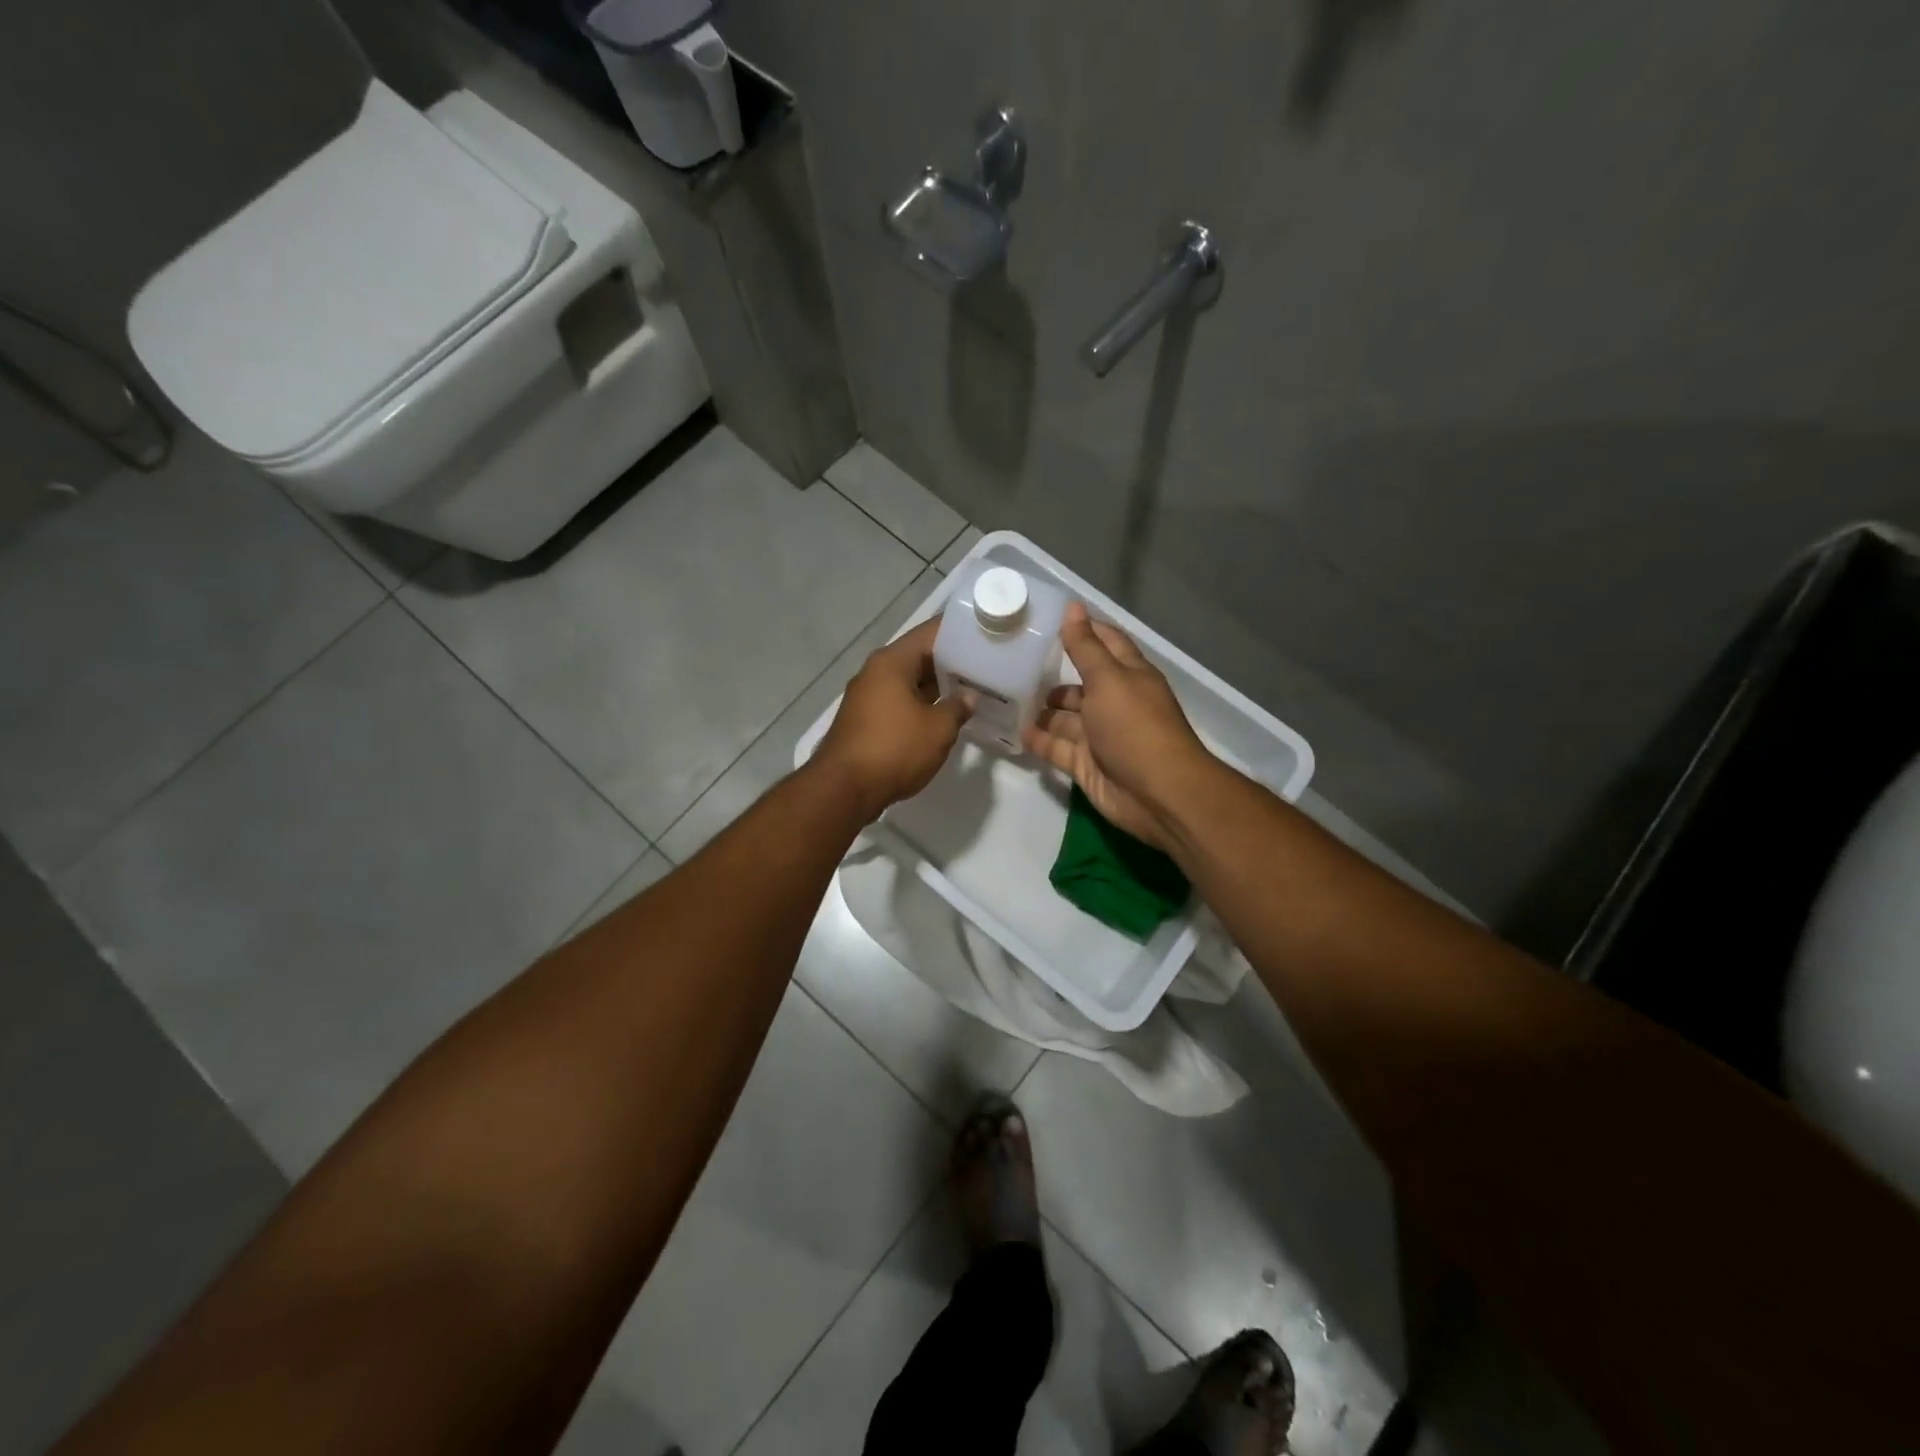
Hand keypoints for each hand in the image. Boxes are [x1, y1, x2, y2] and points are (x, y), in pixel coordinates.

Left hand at [813, 618, 970, 819]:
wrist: (844, 789)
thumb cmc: (894, 749)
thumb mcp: (938, 729)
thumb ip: (958, 708)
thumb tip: (968, 697)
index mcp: (892, 661)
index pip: (931, 632)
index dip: (960, 632)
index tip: (986, 634)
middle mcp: (876, 672)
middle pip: (919, 656)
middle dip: (952, 662)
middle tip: (987, 666)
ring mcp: (868, 696)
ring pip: (910, 681)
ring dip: (938, 686)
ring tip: (973, 690)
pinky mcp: (865, 720)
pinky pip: (900, 702)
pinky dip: (922, 704)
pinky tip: (945, 715)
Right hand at [1022, 602, 1211, 850]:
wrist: (1156, 793)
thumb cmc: (1134, 727)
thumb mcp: (1108, 679)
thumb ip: (1085, 646)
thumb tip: (1073, 607)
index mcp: (1128, 676)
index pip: (1106, 643)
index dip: (1083, 629)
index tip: (1047, 620)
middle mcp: (1114, 702)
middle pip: (1081, 684)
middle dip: (1053, 675)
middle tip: (1014, 664)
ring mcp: (1100, 735)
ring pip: (1066, 718)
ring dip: (1043, 709)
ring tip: (1007, 697)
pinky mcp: (1086, 764)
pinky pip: (1058, 747)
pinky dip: (1040, 740)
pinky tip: (1015, 730)